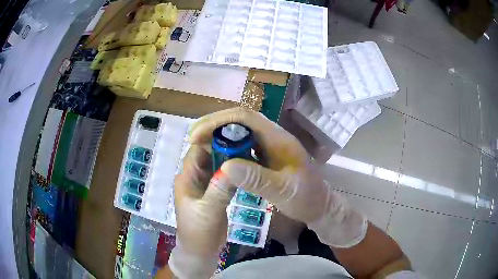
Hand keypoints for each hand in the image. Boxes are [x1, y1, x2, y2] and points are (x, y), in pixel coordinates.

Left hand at [169, 145, 233, 277]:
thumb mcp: (209, 210)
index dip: (212, 139)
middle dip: (224, 147)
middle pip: (208, 155)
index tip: (234, 132)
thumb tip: (233, 164)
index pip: (197, 150)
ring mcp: (204, 187)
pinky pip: (222, 178)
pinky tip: (246, 169)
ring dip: (229, 159)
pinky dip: (232, 173)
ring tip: (249, 150)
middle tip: (246, 140)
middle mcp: (194, 178)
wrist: (200, 252)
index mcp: (187, 178)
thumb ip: (220, 188)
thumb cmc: (199, 232)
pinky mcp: (213, 195)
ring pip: (216, 166)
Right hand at [190, 107, 367, 247]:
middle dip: (214, 125)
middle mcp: (272, 136)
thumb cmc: (306, 198)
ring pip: (239, 131)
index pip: (245, 117)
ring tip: (199, 144)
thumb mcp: (283, 191)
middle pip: (239, 120)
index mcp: (278, 138)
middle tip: (193, 139)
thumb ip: (257, 179)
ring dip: (218, 134)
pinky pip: (242, 145)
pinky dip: (226, 147)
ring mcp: (269, 145)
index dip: (218, 121)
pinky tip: (216, 156)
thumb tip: (225, 166)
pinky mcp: (266, 155)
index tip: (197, 135)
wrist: (319, 206)